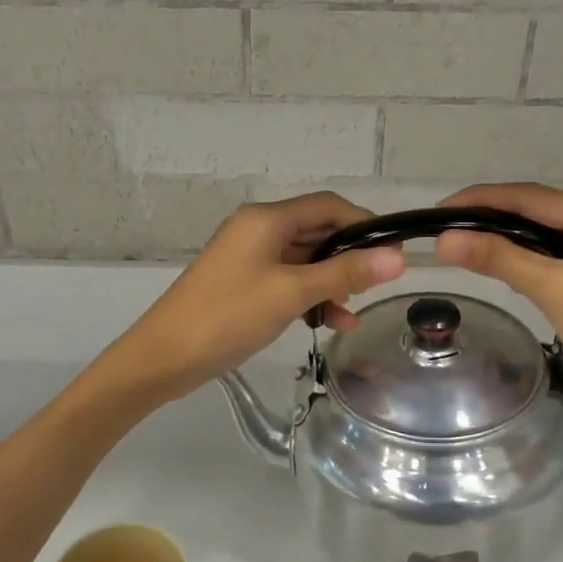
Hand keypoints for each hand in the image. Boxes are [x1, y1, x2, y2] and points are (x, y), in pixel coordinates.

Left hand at [102, 192, 404, 401]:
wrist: (165, 356)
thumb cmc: (229, 316)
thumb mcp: (292, 293)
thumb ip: (345, 272)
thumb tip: (397, 257)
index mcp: (267, 219)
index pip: (328, 205)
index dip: (364, 223)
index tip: (394, 251)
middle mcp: (258, 229)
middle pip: (317, 231)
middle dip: (348, 258)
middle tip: (377, 287)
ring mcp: (248, 257)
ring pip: (304, 260)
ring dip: (330, 283)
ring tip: (351, 314)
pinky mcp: (243, 283)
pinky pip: (286, 281)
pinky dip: (309, 297)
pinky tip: (328, 322)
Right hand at [433, 183, 562, 429]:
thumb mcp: (554, 290)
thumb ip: (499, 259)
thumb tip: (445, 240)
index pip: (530, 197)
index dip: (481, 200)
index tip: (439, 210)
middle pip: (540, 211)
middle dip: (492, 219)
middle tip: (446, 231)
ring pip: (549, 234)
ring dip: (510, 240)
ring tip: (465, 248)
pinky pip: (561, 256)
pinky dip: (531, 259)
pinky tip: (506, 270)